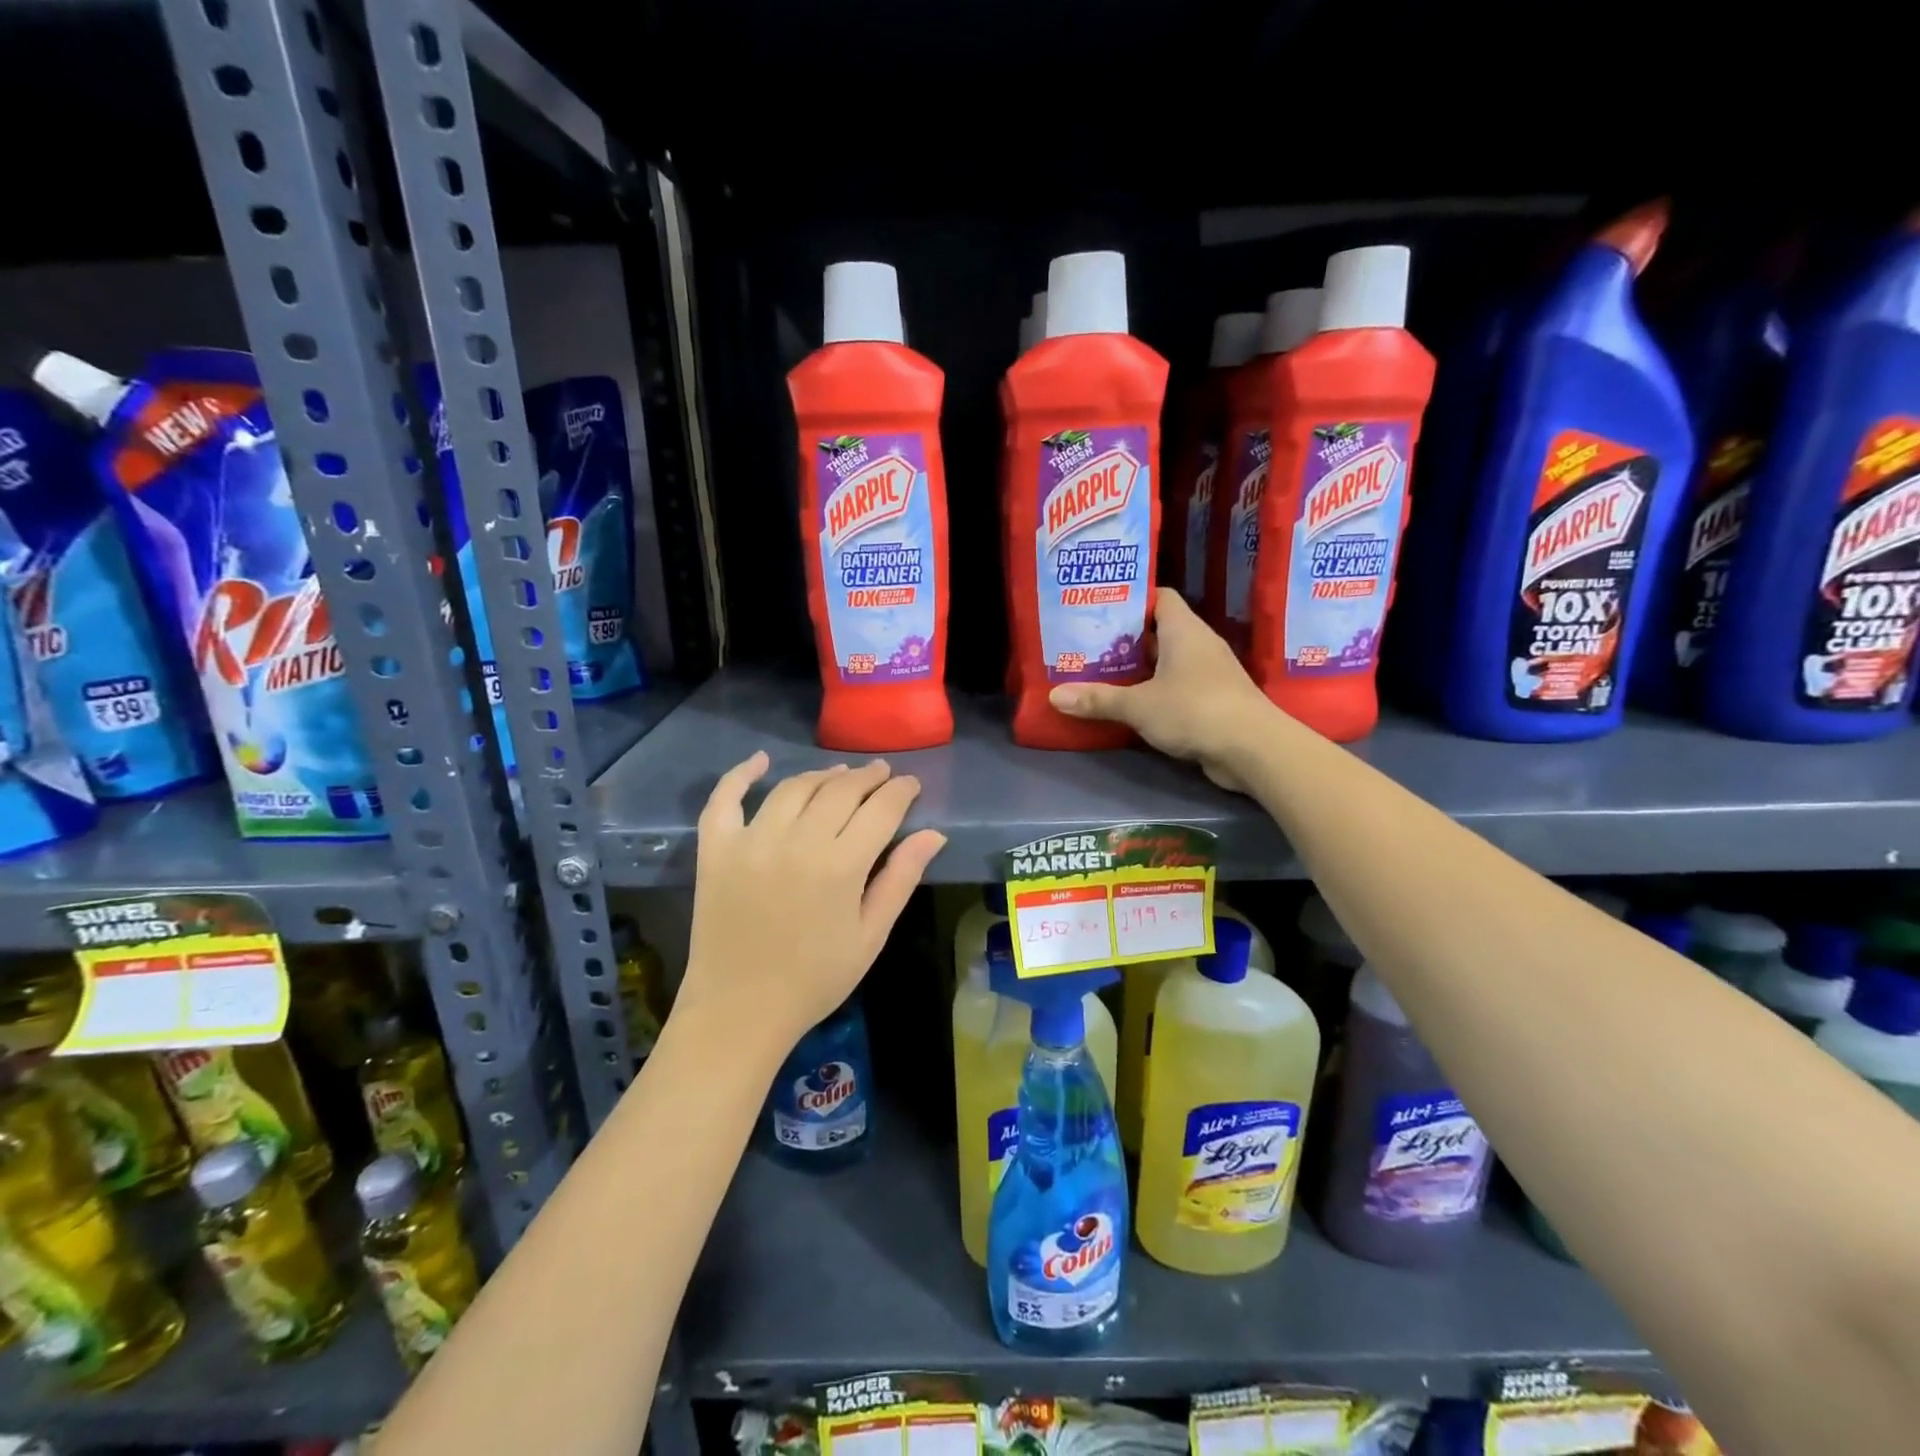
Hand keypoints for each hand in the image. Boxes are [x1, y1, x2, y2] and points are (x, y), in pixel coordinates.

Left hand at [678, 754, 946, 1063]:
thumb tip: (933, 834)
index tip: (910, 784)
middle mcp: (798, 841)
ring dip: (822, 775)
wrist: (740, 1011)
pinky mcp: (716, 849)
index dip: (901, 790)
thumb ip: (901, 879)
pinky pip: (725, 799)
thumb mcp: (870, 935)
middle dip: (868, 777)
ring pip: (794, 788)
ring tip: (840, 776)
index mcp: (841, 866)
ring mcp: (752, 841)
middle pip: (840, 791)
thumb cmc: (815, 979)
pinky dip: (741, 774)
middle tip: (881, 774)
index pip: (881, 809)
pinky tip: (760, 761)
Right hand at [1047, 592, 1274, 791]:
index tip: (1100, 608)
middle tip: (1089, 644)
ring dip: (1140, 668)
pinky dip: (1155, 691)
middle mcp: (1199, 644)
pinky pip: (1178, 686)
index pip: (1159, 597)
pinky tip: (1131, 704)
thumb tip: (1054, 696)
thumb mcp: (1139, 705)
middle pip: (1159, 630)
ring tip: (1101, 673)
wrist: (1253, 749)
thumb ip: (1098, 699)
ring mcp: (1210, 673)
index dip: (1131, 599)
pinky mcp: (1214, 700)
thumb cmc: (1194, 710)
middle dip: (1126, 638)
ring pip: (1168, 661)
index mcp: (1184, 630)